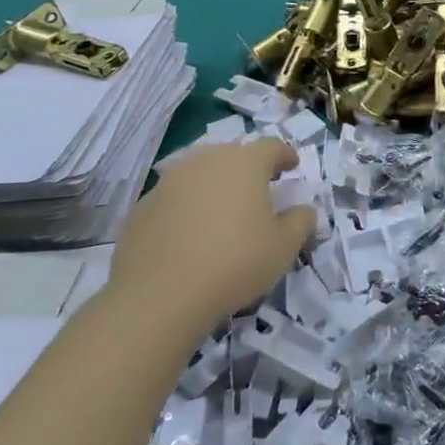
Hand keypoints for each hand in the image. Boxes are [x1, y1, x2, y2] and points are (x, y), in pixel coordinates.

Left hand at [108, 139, 314, 337]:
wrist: (159, 297)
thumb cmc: (235, 263)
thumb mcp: (285, 246)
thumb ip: (301, 220)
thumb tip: (302, 210)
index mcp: (244, 163)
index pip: (271, 147)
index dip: (285, 155)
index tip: (292, 167)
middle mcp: (205, 162)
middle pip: (233, 155)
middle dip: (249, 168)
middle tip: (260, 189)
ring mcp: (168, 183)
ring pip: (200, 174)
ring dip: (215, 186)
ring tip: (223, 212)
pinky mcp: (141, 208)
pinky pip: (174, 199)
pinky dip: (187, 208)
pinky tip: (191, 235)